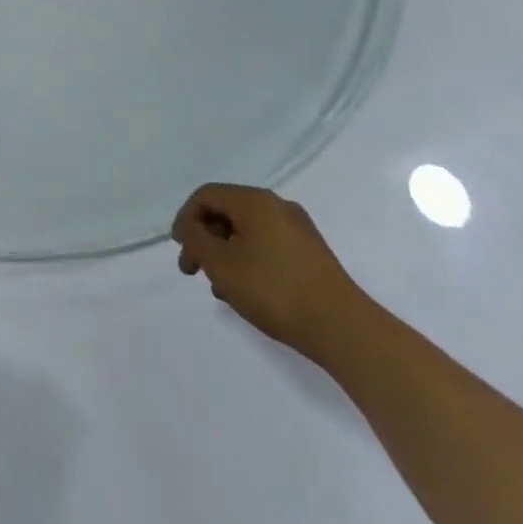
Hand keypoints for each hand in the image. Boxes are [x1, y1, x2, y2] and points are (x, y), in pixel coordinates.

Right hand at [171, 184, 365, 362]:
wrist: (343, 328)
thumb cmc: (274, 290)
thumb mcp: (222, 264)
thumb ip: (196, 239)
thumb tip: (190, 226)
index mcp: (254, 200)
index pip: (206, 195)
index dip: (186, 218)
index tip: (179, 250)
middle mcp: (276, 205)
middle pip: (227, 212)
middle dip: (205, 239)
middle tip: (194, 271)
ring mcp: (298, 229)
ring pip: (247, 232)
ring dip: (226, 253)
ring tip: (220, 288)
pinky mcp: (311, 254)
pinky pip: (268, 246)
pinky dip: (249, 261)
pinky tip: (247, 292)